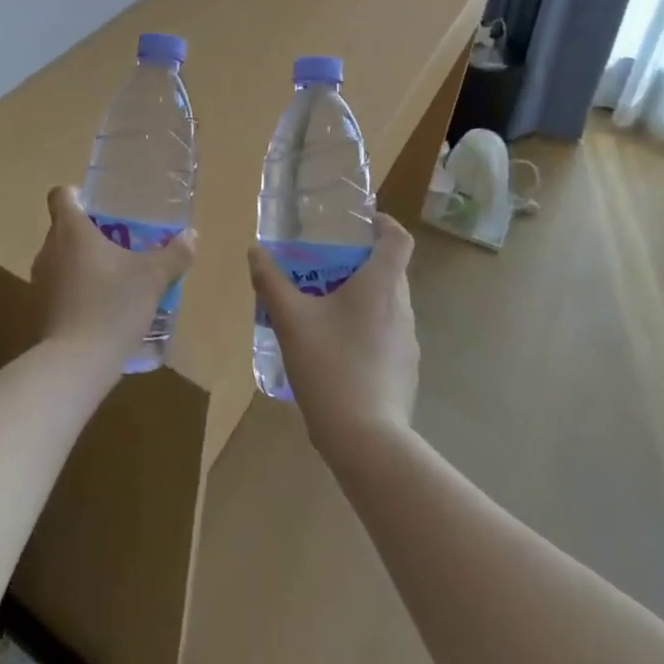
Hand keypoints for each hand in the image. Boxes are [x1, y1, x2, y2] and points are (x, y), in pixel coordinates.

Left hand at [32, 185, 192, 367]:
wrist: (75, 364)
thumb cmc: (112, 306)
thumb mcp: (153, 278)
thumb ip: (174, 254)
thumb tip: (191, 237)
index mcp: (71, 230)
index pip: (61, 195)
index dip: (77, 195)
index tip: (101, 207)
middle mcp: (49, 249)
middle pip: (64, 227)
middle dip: (91, 232)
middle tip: (122, 242)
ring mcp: (41, 281)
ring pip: (62, 258)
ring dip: (84, 263)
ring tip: (116, 277)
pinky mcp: (40, 310)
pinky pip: (60, 287)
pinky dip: (78, 290)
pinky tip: (104, 308)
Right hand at [248, 213, 418, 456]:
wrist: (367, 440)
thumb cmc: (330, 367)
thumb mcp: (291, 320)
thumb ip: (271, 282)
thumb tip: (255, 252)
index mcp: (381, 285)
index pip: (399, 239)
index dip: (384, 224)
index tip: (362, 222)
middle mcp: (402, 308)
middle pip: (391, 270)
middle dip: (361, 262)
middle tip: (325, 266)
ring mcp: (408, 342)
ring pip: (388, 304)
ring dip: (362, 297)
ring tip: (325, 308)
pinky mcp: (406, 371)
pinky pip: (387, 334)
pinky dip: (366, 328)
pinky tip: (337, 350)